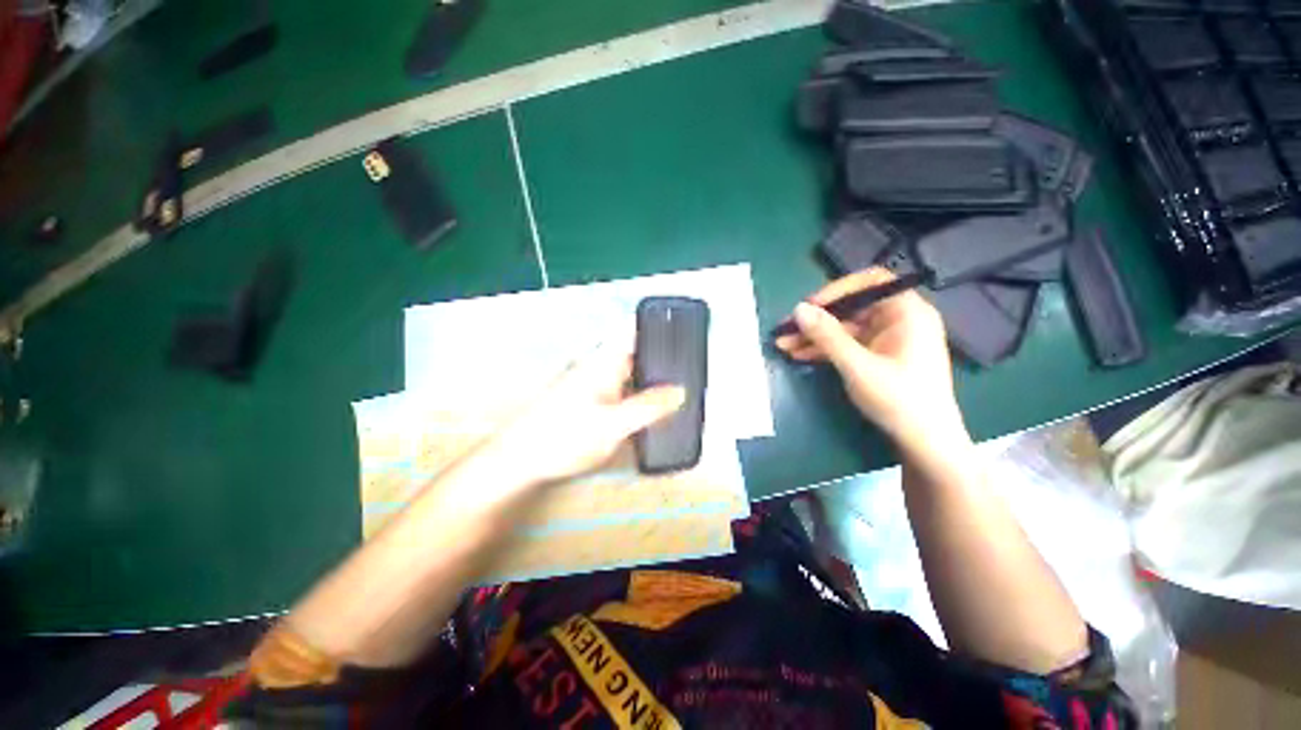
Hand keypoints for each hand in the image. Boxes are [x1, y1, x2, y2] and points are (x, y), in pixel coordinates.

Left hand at [481, 343, 685, 485]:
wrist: (521, 460)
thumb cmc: (563, 436)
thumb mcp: (612, 424)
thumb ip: (648, 407)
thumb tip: (680, 391)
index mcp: (604, 361)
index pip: (634, 331)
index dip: (658, 327)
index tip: (683, 332)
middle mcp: (600, 366)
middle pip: (637, 353)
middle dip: (662, 360)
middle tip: (691, 371)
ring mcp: (595, 383)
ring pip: (631, 374)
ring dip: (651, 381)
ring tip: (680, 392)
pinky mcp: (592, 401)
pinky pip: (623, 391)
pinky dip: (639, 396)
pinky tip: (651, 411)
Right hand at [774, 267, 966, 451]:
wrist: (924, 443)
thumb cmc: (900, 400)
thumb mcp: (858, 366)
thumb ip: (827, 336)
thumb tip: (798, 309)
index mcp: (907, 313)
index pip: (871, 282)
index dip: (837, 290)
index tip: (809, 306)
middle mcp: (898, 320)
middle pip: (851, 308)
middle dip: (816, 320)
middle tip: (786, 329)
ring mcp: (887, 340)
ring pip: (844, 329)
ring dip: (814, 336)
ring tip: (783, 345)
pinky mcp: (878, 357)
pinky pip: (847, 345)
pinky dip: (824, 349)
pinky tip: (799, 354)